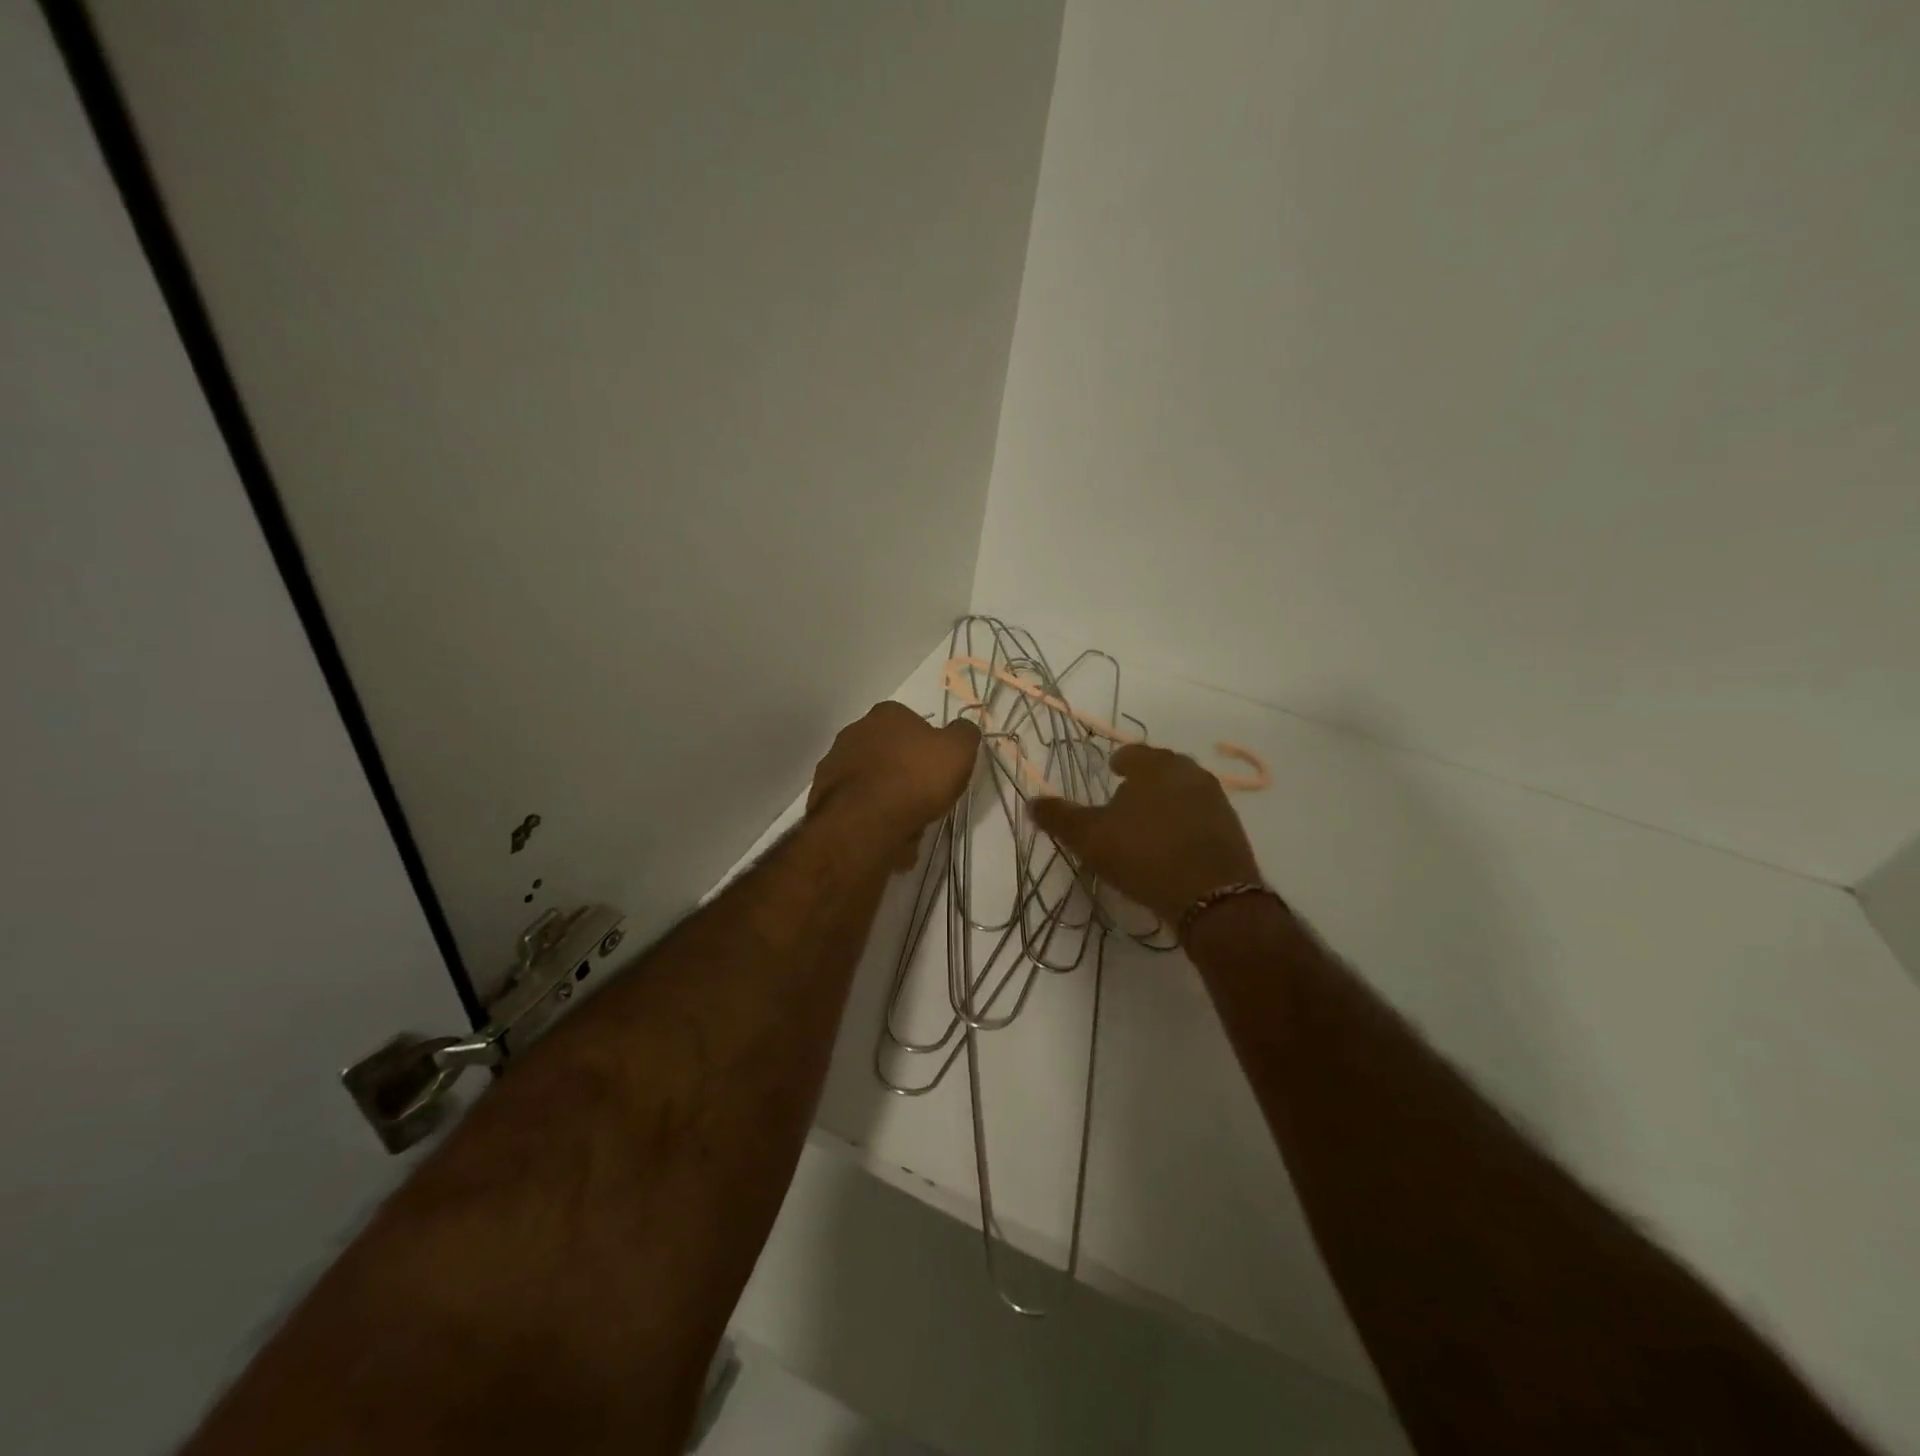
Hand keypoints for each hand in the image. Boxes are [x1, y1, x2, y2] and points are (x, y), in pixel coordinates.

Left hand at [808, 702, 980, 866]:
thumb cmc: (916, 778)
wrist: (865, 822)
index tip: (939, 771)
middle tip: (925, 799)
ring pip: (872, 783)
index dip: (929, 748)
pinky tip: (887, 837)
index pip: (913, 723)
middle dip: (906, 775)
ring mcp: (834, 764)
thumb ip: (964, 734)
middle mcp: (854, 732)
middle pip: (889, 753)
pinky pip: (857, 807)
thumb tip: (962, 729)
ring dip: (888, 800)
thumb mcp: (959, 750)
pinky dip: (871, 820)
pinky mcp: (822, 798)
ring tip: (907, 827)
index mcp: (886, 715)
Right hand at [1030, 744, 1262, 923]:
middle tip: (1127, 795)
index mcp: (1155, 766)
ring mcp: (1215, 800)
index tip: (1111, 770)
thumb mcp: (1090, 838)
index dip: (1120, 760)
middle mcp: (1189, 773)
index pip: (1133, 752)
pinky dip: (1185, 822)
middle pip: (1162, 767)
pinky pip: (1201, 815)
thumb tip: (1032, 802)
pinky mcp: (1232, 828)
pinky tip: (1174, 843)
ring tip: (1149, 821)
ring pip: (1184, 790)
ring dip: (1167, 800)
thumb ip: (1060, 818)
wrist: (1212, 897)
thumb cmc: (1144, 855)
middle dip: (1145, 778)